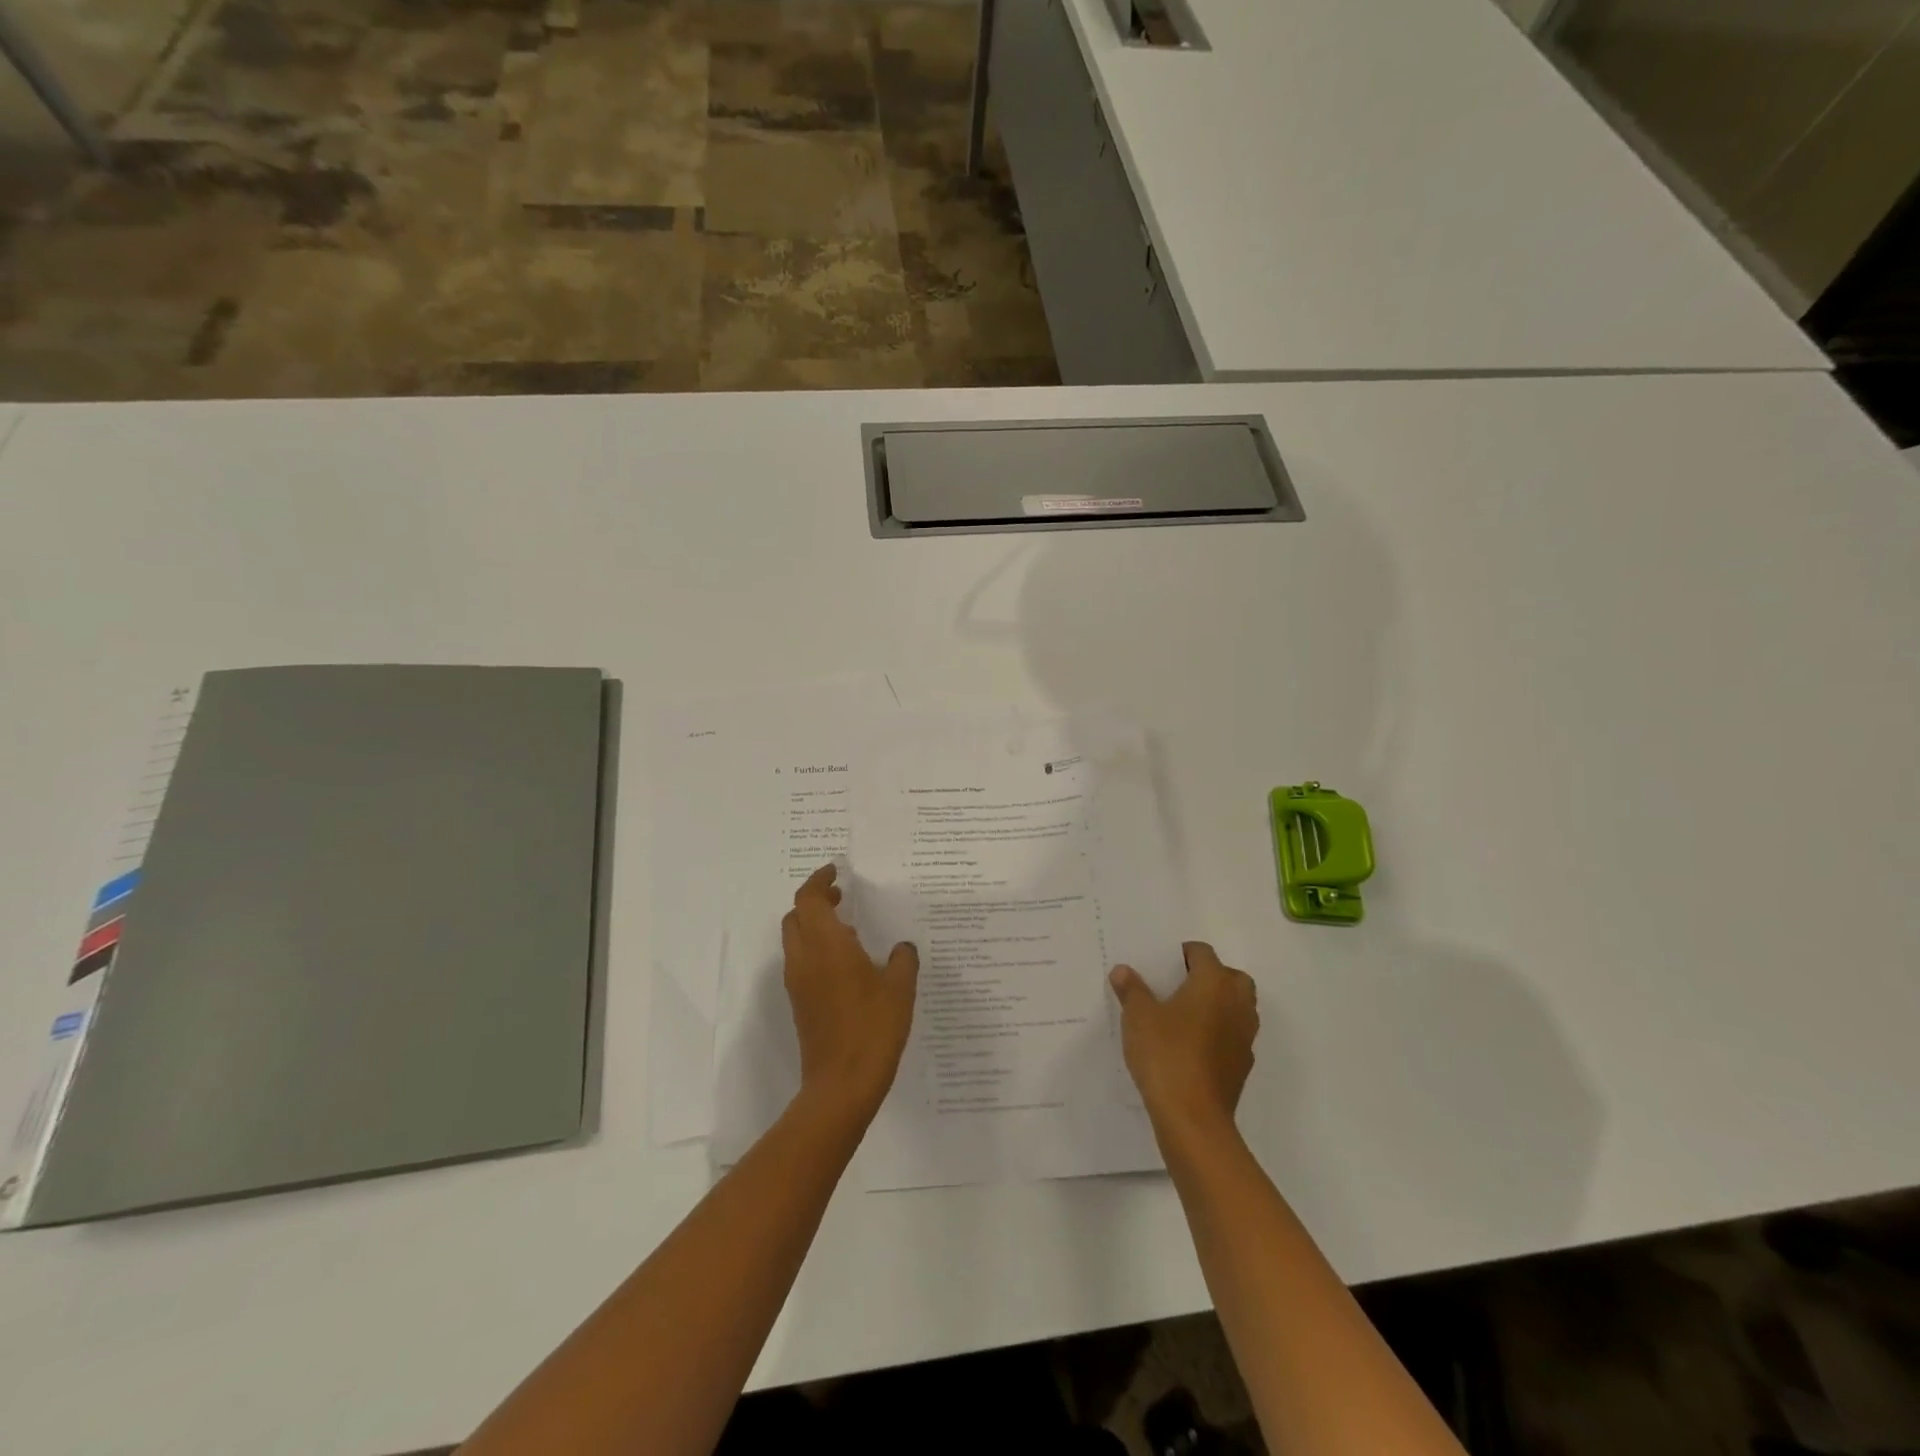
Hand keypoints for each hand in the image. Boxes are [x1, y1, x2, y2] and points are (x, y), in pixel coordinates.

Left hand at [782, 864, 918, 1123]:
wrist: (841, 1085)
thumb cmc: (873, 1028)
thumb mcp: (900, 988)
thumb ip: (903, 960)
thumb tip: (903, 948)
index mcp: (826, 945)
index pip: (809, 899)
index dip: (819, 881)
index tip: (836, 872)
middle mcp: (804, 958)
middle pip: (796, 916)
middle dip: (815, 901)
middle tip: (842, 897)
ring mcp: (798, 983)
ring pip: (796, 940)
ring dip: (815, 925)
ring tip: (849, 927)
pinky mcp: (800, 1004)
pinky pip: (802, 962)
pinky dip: (817, 949)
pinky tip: (847, 962)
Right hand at [1109, 942, 1257, 1138]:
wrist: (1193, 1118)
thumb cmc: (1166, 1054)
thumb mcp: (1138, 1017)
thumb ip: (1132, 990)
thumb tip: (1123, 971)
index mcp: (1214, 983)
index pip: (1203, 952)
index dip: (1182, 954)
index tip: (1160, 967)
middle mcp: (1237, 1003)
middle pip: (1231, 977)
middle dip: (1210, 976)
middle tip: (1179, 986)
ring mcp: (1244, 1036)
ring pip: (1238, 1007)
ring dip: (1218, 1005)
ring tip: (1184, 1016)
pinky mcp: (1243, 1065)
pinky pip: (1234, 1035)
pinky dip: (1219, 1032)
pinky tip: (1193, 1046)